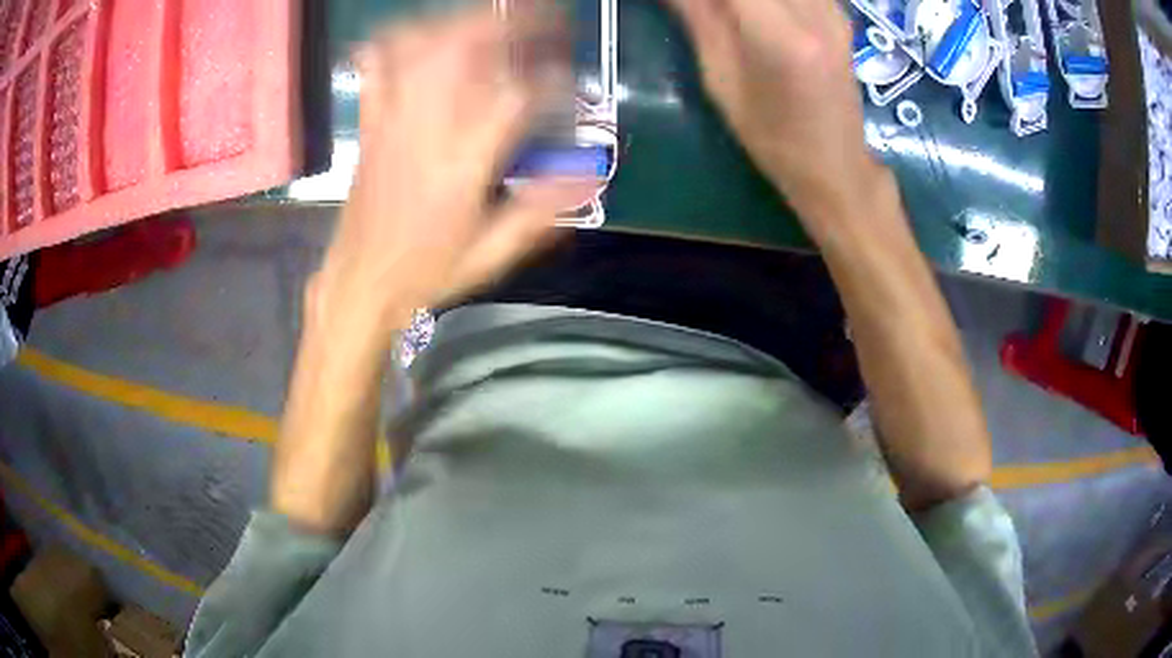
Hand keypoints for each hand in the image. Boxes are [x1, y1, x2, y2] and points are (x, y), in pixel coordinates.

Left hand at [313, 6, 588, 349]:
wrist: (361, 282)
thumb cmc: (427, 272)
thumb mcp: (491, 254)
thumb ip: (540, 211)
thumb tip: (590, 175)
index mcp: (461, 164)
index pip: (514, 97)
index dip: (550, 80)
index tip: (568, 80)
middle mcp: (425, 130)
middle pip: (464, 49)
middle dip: (507, 23)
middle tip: (541, 16)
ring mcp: (392, 121)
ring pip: (421, 48)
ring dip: (458, 23)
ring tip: (489, 17)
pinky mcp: (371, 124)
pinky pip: (376, 68)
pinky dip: (395, 41)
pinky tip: (415, 32)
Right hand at [666, 0, 885, 232]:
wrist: (835, 164)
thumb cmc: (771, 137)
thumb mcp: (720, 81)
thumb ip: (697, 16)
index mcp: (782, 37)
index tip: (688, 4)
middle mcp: (816, 13)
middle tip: (706, 10)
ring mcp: (833, 10)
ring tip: (729, 15)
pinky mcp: (839, 13)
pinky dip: (767, 0)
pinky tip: (757, 13)